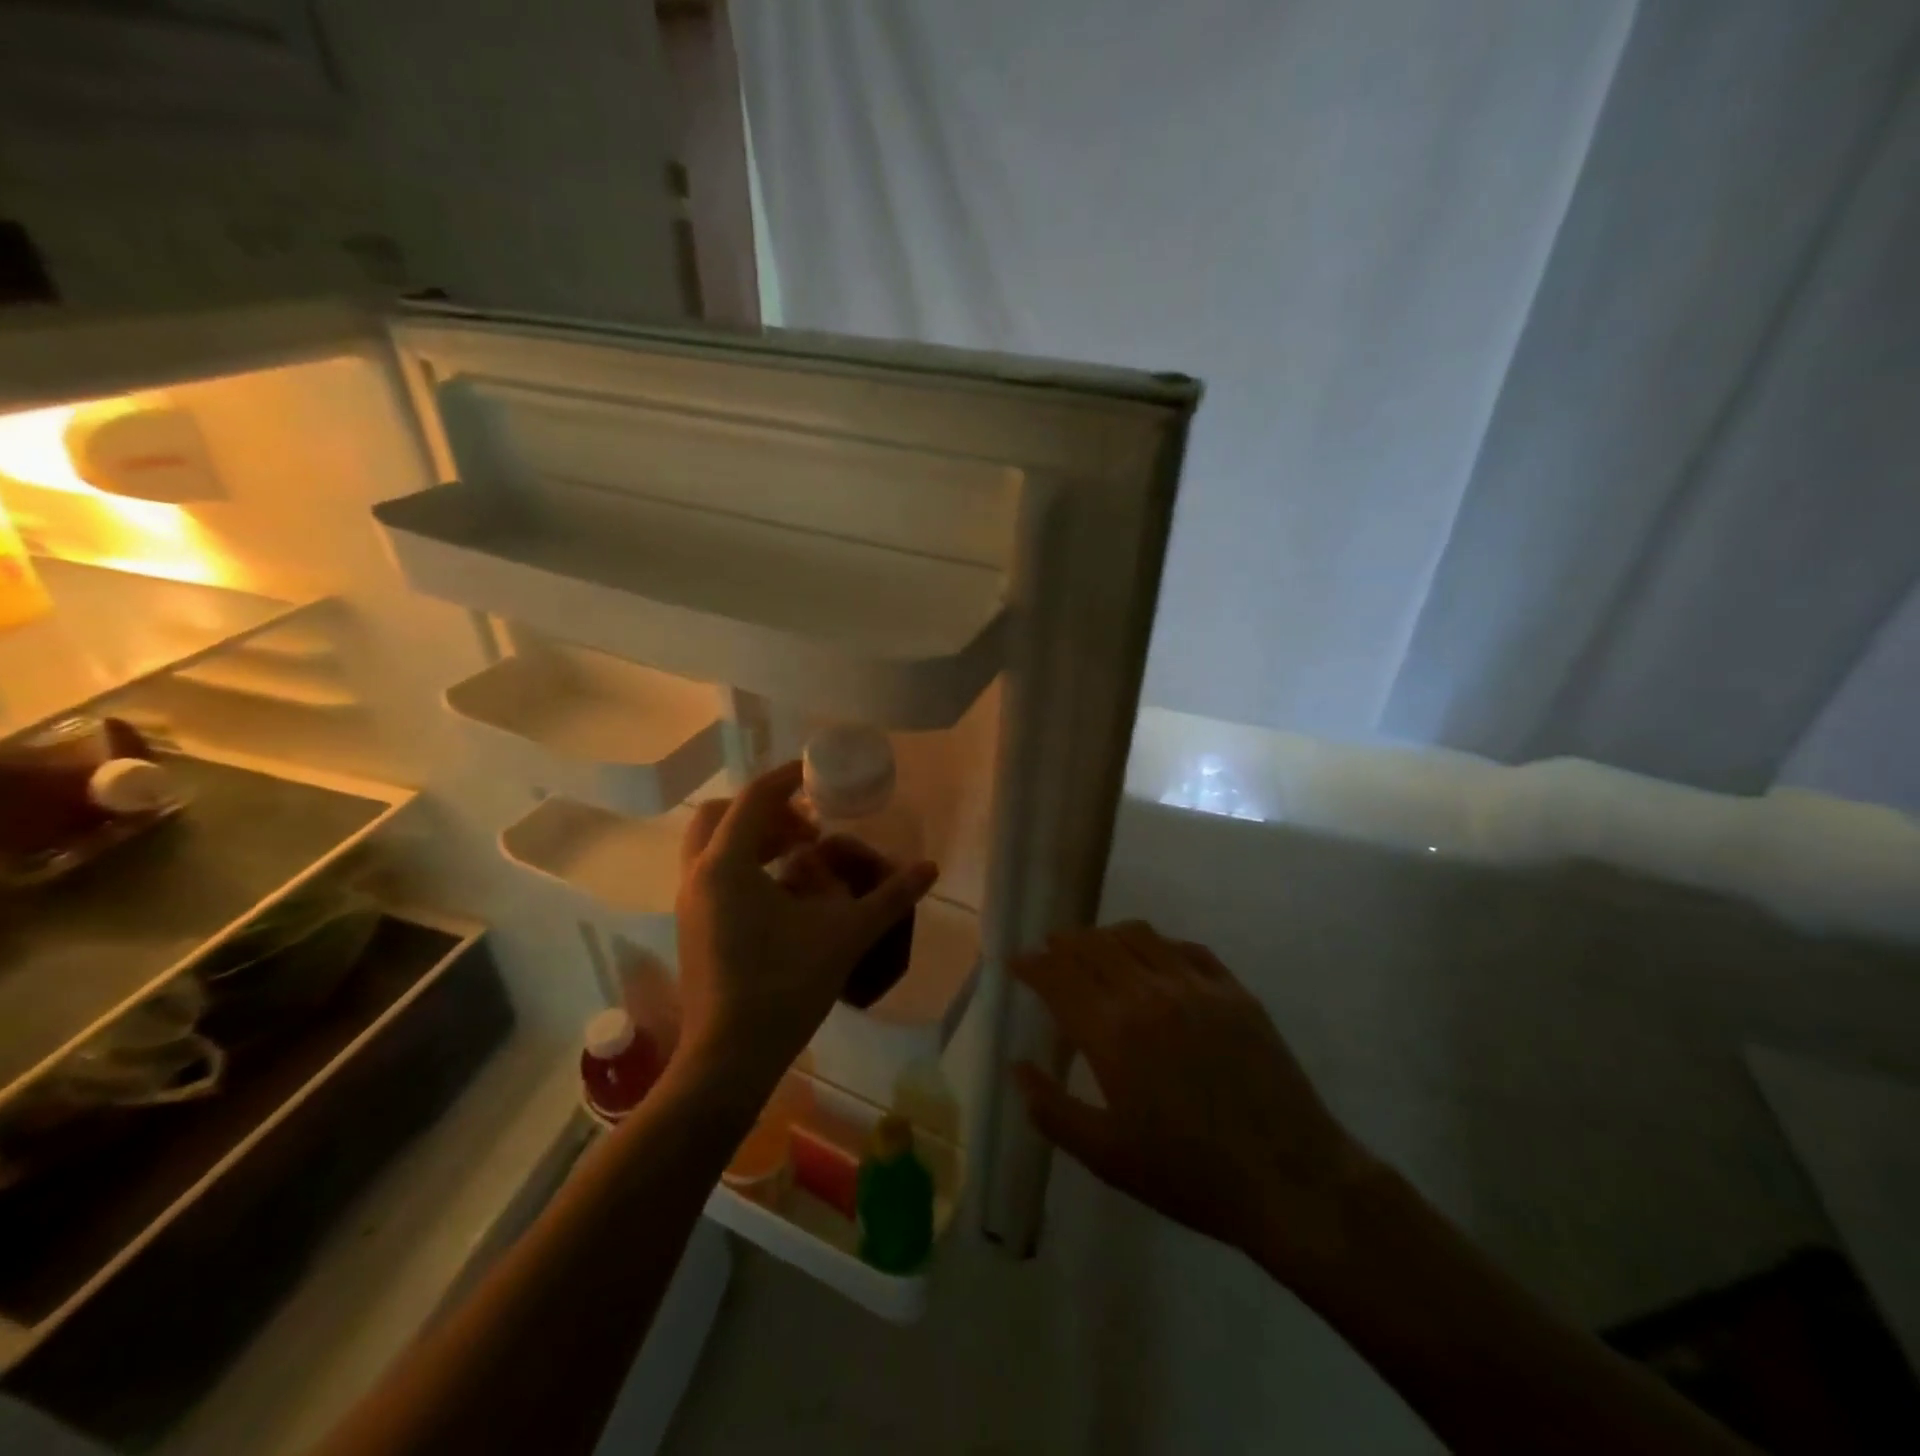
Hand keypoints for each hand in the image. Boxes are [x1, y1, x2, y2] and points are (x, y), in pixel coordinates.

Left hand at [675, 761, 938, 1083]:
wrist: (729, 1058)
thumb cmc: (785, 986)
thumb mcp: (845, 935)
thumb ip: (889, 897)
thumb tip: (930, 868)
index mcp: (728, 864)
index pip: (754, 798)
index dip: (787, 779)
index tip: (817, 774)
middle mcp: (699, 875)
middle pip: (723, 815)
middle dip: (766, 810)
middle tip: (807, 827)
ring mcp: (690, 903)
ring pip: (714, 845)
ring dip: (754, 837)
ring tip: (800, 857)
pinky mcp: (692, 926)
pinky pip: (714, 874)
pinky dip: (745, 865)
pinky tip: (784, 894)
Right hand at [1014, 921, 1377, 1280]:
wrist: (1288, 1179)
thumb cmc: (1188, 1174)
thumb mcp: (1106, 1155)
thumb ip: (1052, 1109)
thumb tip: (1017, 1067)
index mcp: (1112, 1032)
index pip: (1058, 976)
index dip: (1032, 964)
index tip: (1016, 961)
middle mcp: (1148, 993)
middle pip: (1094, 946)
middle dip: (1064, 943)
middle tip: (1050, 950)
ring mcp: (1195, 986)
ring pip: (1138, 936)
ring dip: (1106, 935)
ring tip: (1095, 947)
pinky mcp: (1233, 990)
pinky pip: (1185, 948)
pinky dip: (1157, 944)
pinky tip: (1154, 959)